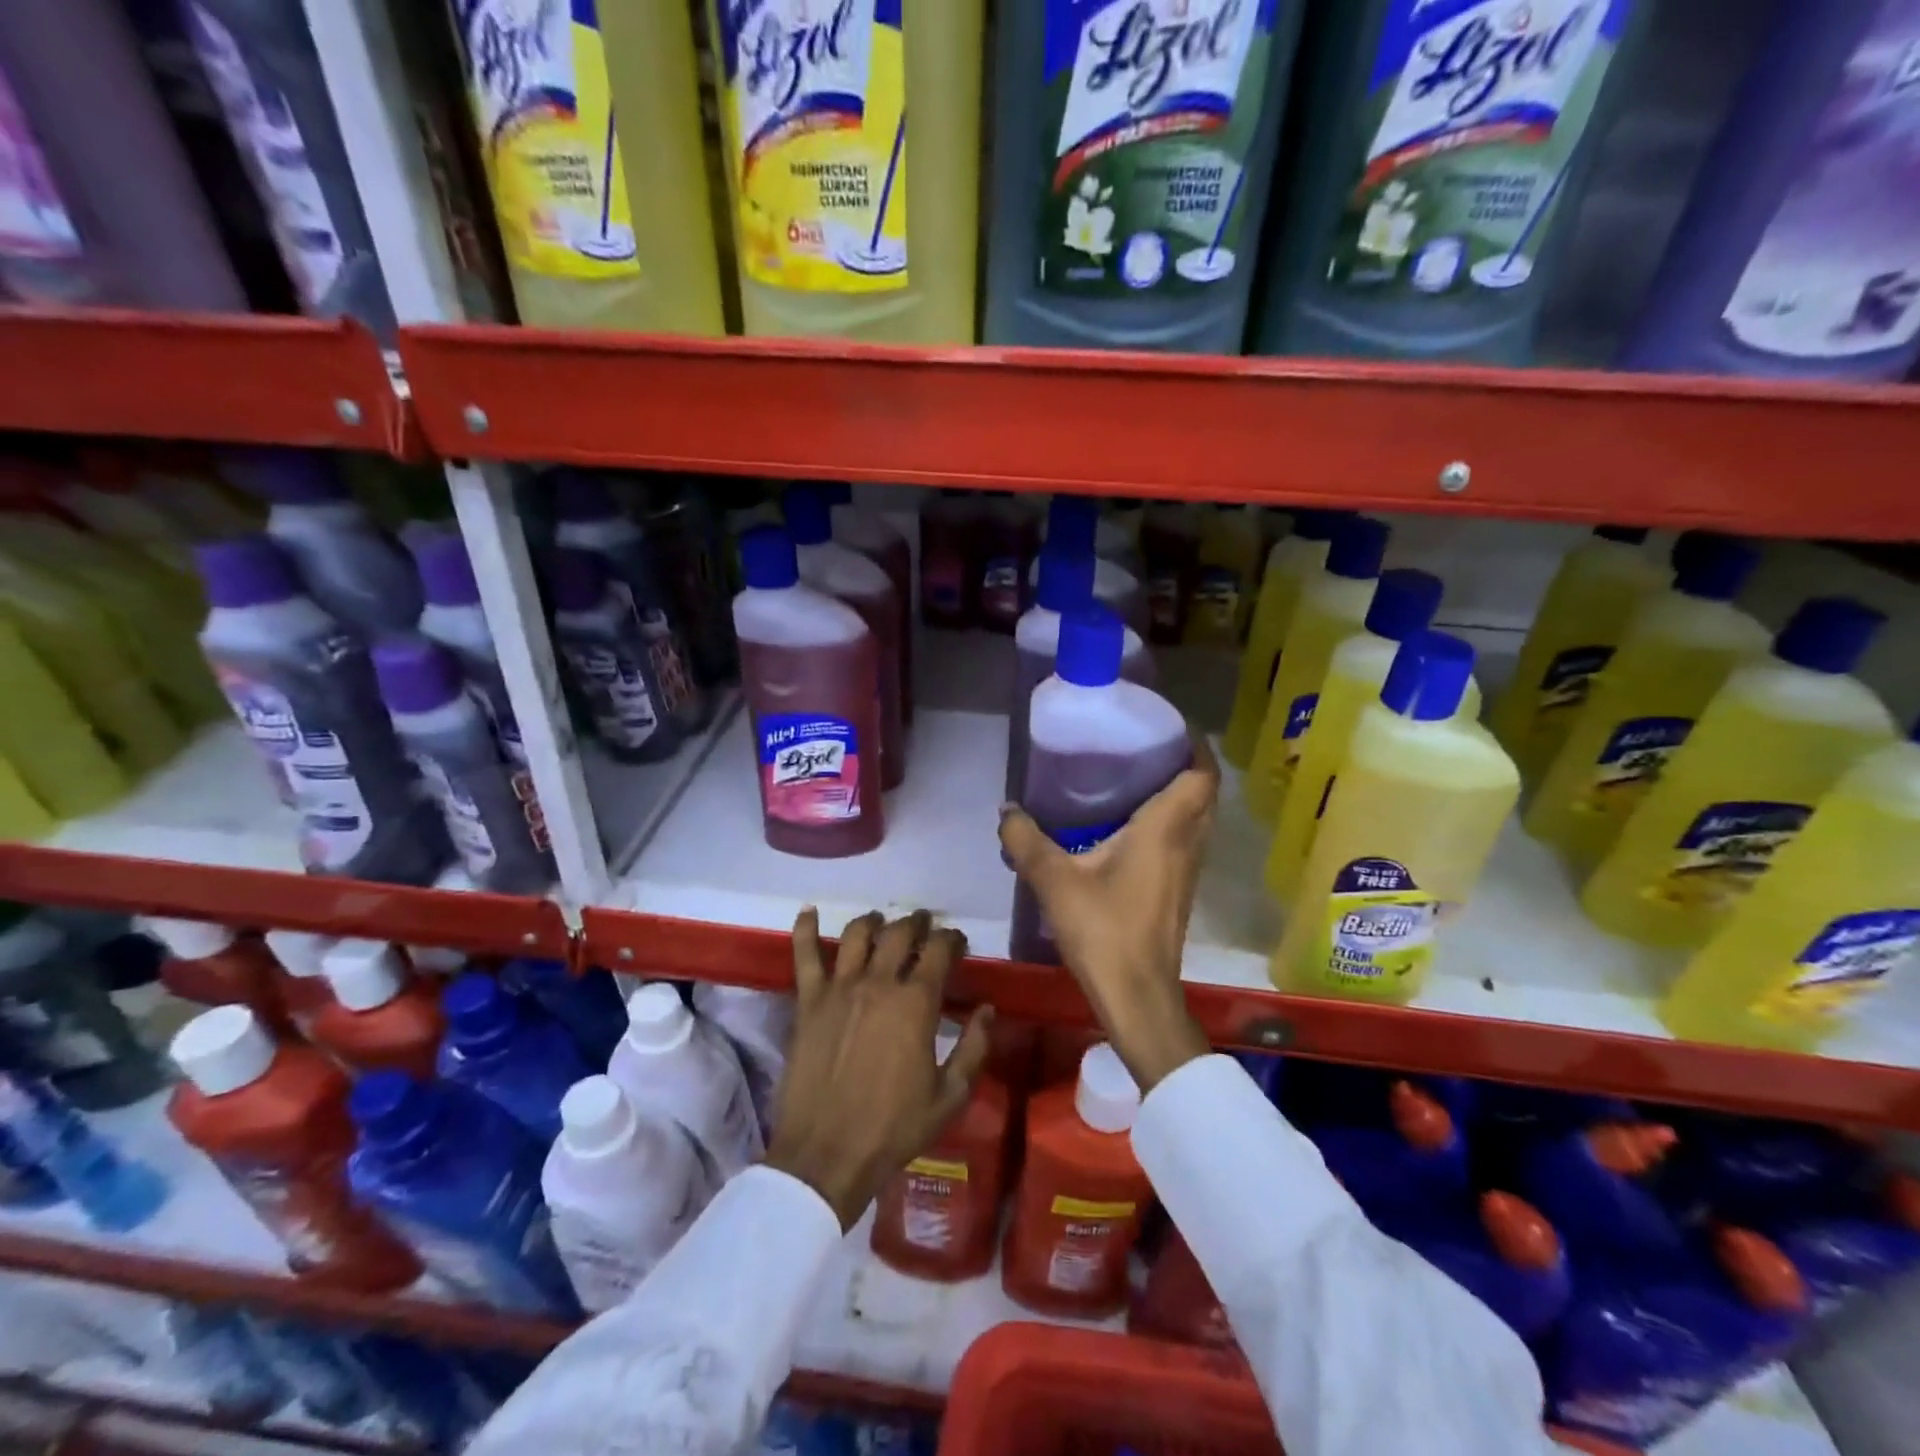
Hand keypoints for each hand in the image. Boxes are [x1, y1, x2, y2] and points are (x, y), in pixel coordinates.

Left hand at [765, 908, 992, 1228]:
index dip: (952, 939)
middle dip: (917, 923)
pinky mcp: (807, 1001)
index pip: (939, 950)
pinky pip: (804, 954)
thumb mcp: (950, 1096)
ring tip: (880, 923)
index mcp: (916, 1002)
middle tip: (923, 926)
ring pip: (857, 934)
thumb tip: (988, 1009)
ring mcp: (838, 988)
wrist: (826, 1156)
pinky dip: (805, 928)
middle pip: (899, 933)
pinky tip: (808, 910)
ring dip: (874, 921)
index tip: (957, 942)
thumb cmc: (894, 1129)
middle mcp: (878, 982)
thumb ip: (974, 1047)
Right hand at [998, 736, 1218, 1092]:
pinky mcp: (1179, 890)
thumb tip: (1006, 810)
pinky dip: (1168, 822)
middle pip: (1202, 791)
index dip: (1192, 744)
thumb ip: (1026, 840)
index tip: (1165, 726)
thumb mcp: (1054, 880)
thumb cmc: (1103, 929)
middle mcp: (1188, 842)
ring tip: (1133, 779)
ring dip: (1177, 795)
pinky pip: (1184, 840)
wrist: (1137, 995)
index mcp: (1166, 828)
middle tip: (1141, 748)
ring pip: (1196, 818)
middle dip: (1181, 764)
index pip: (1201, 773)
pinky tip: (1128, 828)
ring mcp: (1188, 869)